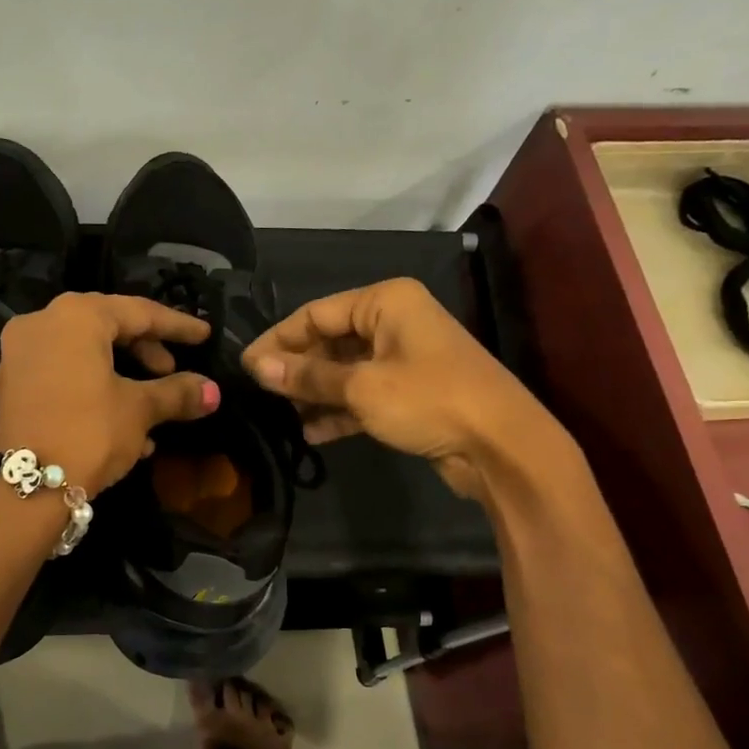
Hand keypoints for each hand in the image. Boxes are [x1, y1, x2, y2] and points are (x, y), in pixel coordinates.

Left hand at [0, 292, 220, 495]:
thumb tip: (212, 391)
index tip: (204, 336)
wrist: (28, 488)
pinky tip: (122, 426)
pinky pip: (62, 374)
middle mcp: (41, 323)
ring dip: (122, 376)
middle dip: (145, 351)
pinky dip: (93, 388)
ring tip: (153, 407)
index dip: (177, 326)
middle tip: (171, 371)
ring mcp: (19, 354)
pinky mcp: (10, 385)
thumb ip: (177, 392)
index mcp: (75, 316)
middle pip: (106, 327)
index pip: (138, 312)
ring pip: (84, 354)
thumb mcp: (139, 410)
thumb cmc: (90, 433)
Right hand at [242, 278, 571, 501]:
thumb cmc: (429, 400)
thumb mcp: (361, 387)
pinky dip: (339, 411)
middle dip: (296, 369)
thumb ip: (307, 376)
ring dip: (315, 393)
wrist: (502, 447)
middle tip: (260, 395)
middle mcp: (394, 322)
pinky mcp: (410, 394)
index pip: (316, 313)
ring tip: (280, 417)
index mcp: (385, 302)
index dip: (278, 339)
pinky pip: (363, 395)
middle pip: (330, 340)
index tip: (245, 367)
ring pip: (345, 370)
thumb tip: (256, 366)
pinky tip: (311, 433)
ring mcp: (404, 359)